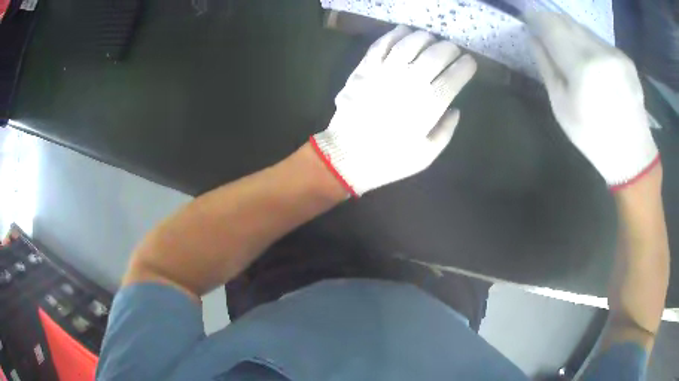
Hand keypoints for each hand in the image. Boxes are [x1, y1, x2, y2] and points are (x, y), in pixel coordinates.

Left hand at [310, 26, 476, 195]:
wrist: (346, 157)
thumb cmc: (389, 159)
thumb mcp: (426, 155)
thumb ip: (446, 130)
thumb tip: (455, 108)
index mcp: (428, 106)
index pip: (454, 77)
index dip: (465, 66)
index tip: (470, 62)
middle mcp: (409, 83)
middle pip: (434, 56)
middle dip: (449, 48)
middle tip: (453, 49)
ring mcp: (384, 73)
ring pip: (409, 44)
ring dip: (424, 37)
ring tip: (431, 38)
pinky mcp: (364, 69)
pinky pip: (381, 45)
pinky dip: (394, 34)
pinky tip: (403, 31)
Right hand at [527, 12, 658, 189]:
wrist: (633, 155)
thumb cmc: (594, 137)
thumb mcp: (562, 108)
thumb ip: (547, 67)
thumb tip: (534, 39)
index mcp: (582, 66)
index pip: (551, 26)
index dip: (536, 18)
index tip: (528, 18)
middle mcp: (600, 51)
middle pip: (568, 22)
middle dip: (553, 23)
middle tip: (544, 30)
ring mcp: (615, 53)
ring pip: (584, 29)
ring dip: (571, 32)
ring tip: (568, 47)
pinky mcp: (625, 58)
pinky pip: (599, 40)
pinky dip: (589, 43)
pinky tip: (590, 60)